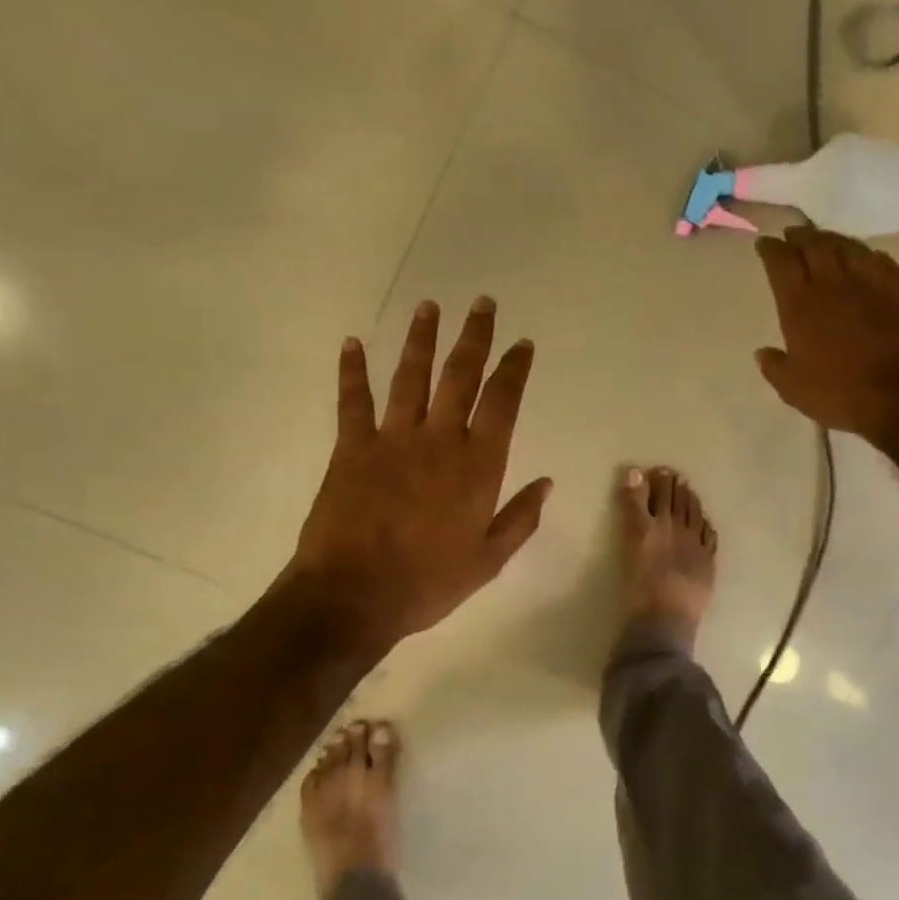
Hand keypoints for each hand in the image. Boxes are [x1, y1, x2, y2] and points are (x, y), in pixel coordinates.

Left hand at [289, 297, 552, 648]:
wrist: (354, 595)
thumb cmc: (428, 583)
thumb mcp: (488, 560)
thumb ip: (520, 518)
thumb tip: (546, 483)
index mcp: (477, 466)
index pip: (502, 403)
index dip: (514, 369)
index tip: (521, 343)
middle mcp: (439, 440)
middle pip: (460, 376)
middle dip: (474, 337)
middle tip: (482, 303)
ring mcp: (392, 439)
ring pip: (411, 377)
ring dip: (421, 339)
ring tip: (429, 306)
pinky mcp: (352, 448)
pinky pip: (353, 401)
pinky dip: (352, 371)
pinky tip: (352, 343)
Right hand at [754, 227, 898, 442]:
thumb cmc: (839, 394)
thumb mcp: (793, 389)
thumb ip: (775, 366)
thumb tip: (762, 352)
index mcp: (801, 305)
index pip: (782, 264)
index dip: (771, 250)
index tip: (764, 243)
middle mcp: (833, 284)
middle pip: (814, 246)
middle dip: (800, 237)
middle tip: (792, 234)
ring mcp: (870, 283)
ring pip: (848, 247)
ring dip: (832, 239)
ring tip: (824, 239)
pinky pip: (881, 261)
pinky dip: (867, 254)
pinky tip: (865, 257)